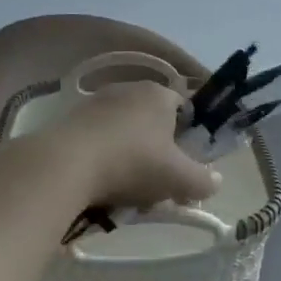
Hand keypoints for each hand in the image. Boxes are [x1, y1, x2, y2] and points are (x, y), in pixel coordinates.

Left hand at [56, 80, 223, 211]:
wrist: (65, 165)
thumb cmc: (133, 163)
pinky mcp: (69, 120)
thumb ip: (203, 181)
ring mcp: (95, 102)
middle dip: (157, 152)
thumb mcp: (179, 179)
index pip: (185, 108)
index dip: (189, 137)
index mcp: (159, 93)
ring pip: (123, 133)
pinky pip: (96, 140)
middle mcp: (128, 89)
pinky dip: (102, 160)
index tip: (184, 164)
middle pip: (152, 122)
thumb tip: (215, 182)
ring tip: (126, 192)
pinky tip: (99, 186)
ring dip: (128, 158)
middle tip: (157, 183)